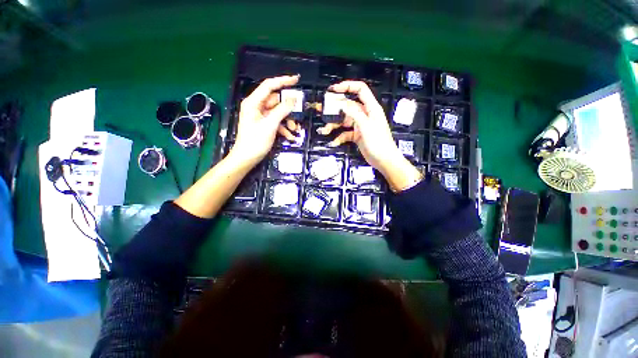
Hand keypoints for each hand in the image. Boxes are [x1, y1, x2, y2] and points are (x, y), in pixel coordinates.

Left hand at [230, 75, 299, 165]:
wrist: (247, 158)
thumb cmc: (255, 142)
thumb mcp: (270, 125)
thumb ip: (282, 110)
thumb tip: (293, 99)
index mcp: (253, 103)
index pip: (269, 86)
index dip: (283, 81)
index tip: (296, 80)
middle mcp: (257, 107)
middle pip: (276, 101)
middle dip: (288, 108)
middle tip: (299, 112)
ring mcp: (261, 116)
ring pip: (278, 112)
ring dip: (287, 120)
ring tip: (294, 129)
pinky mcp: (264, 125)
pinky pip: (276, 122)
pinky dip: (283, 127)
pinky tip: (290, 136)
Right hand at [319, 81, 422, 191]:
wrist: (383, 160)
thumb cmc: (379, 142)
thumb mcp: (366, 126)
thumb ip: (353, 113)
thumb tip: (341, 103)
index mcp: (370, 108)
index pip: (360, 90)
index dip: (347, 86)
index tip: (334, 90)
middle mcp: (364, 115)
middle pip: (347, 107)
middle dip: (334, 108)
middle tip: (322, 110)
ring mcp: (360, 125)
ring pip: (344, 121)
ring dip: (333, 125)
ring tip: (324, 130)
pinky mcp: (357, 135)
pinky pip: (345, 133)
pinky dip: (339, 137)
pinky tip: (334, 142)